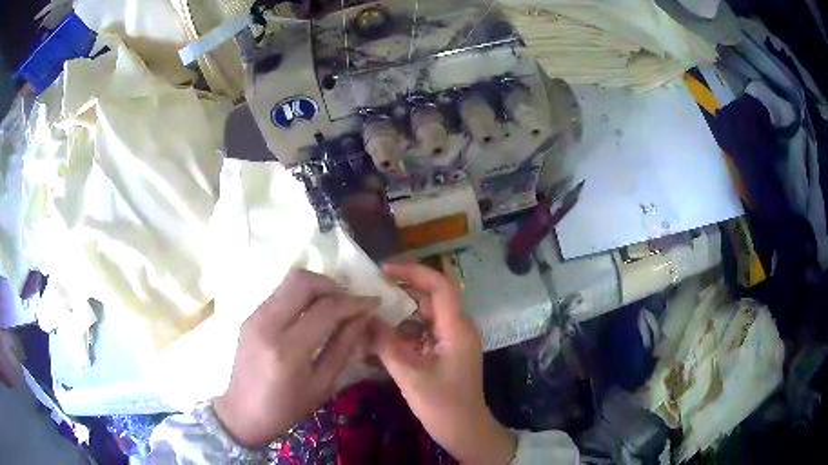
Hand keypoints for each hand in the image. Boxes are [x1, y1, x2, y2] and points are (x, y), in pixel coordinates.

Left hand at [214, 269, 378, 448]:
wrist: (243, 412)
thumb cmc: (287, 407)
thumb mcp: (322, 384)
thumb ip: (343, 347)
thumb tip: (362, 317)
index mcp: (288, 349)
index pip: (326, 309)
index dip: (354, 302)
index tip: (373, 302)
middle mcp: (267, 324)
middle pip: (303, 281)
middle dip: (333, 285)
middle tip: (350, 301)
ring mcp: (254, 317)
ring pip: (289, 281)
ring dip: (317, 286)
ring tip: (334, 304)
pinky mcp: (250, 316)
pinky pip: (280, 293)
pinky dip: (301, 295)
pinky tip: (312, 313)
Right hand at [370, 263, 516, 463]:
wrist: (466, 432)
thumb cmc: (443, 406)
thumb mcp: (410, 375)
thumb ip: (385, 344)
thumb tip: (364, 318)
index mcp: (456, 329)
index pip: (439, 286)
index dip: (413, 272)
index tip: (384, 270)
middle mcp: (458, 328)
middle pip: (429, 299)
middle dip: (400, 295)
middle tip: (369, 294)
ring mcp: (453, 341)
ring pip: (424, 318)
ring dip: (398, 318)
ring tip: (370, 320)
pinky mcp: (447, 352)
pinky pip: (423, 334)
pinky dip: (403, 335)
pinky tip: (381, 343)